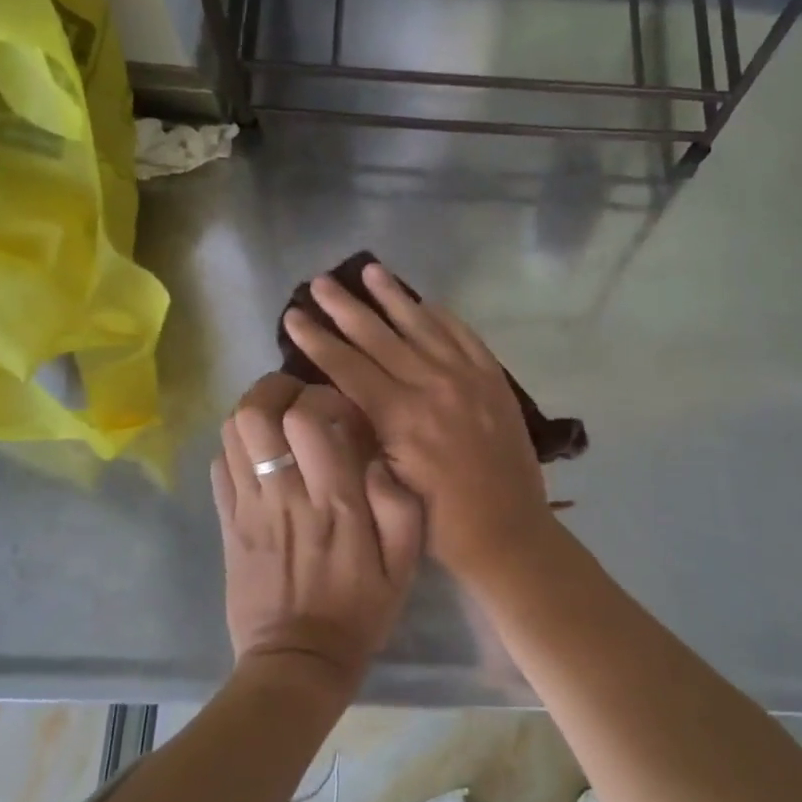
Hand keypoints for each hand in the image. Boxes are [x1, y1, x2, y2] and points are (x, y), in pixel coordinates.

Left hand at [211, 373, 424, 690]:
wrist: (299, 662)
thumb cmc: (359, 610)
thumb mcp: (404, 563)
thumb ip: (399, 503)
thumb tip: (375, 458)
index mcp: (333, 500)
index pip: (309, 417)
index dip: (325, 398)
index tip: (344, 414)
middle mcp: (284, 494)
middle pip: (255, 412)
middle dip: (277, 389)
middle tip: (301, 399)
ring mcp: (248, 508)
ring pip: (231, 433)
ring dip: (255, 413)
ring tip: (281, 422)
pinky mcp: (228, 524)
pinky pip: (218, 466)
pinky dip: (237, 447)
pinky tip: (261, 458)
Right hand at [282, 263, 551, 578]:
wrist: (508, 530)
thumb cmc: (439, 521)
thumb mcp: (387, 483)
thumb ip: (364, 433)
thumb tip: (340, 395)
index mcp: (401, 416)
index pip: (347, 365)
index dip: (316, 339)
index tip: (293, 315)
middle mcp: (432, 385)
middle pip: (379, 336)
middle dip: (345, 307)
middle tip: (320, 282)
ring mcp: (468, 378)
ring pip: (423, 325)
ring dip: (393, 297)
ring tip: (370, 270)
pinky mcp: (494, 380)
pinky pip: (464, 336)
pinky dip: (443, 317)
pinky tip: (426, 302)